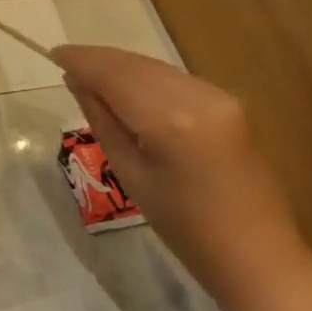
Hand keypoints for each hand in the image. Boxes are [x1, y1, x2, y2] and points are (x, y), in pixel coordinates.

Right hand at [53, 45, 311, 304]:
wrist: (258, 256)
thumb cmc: (185, 229)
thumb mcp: (131, 174)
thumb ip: (102, 119)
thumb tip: (77, 81)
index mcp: (170, 120)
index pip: (114, 74)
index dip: (82, 60)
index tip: (53, 54)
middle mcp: (197, 96)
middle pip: (135, 64)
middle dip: (99, 60)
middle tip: (65, 62)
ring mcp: (218, 96)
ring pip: (155, 68)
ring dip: (121, 67)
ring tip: (90, 76)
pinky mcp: (229, 102)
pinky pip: (174, 79)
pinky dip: (146, 78)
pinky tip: (127, 89)